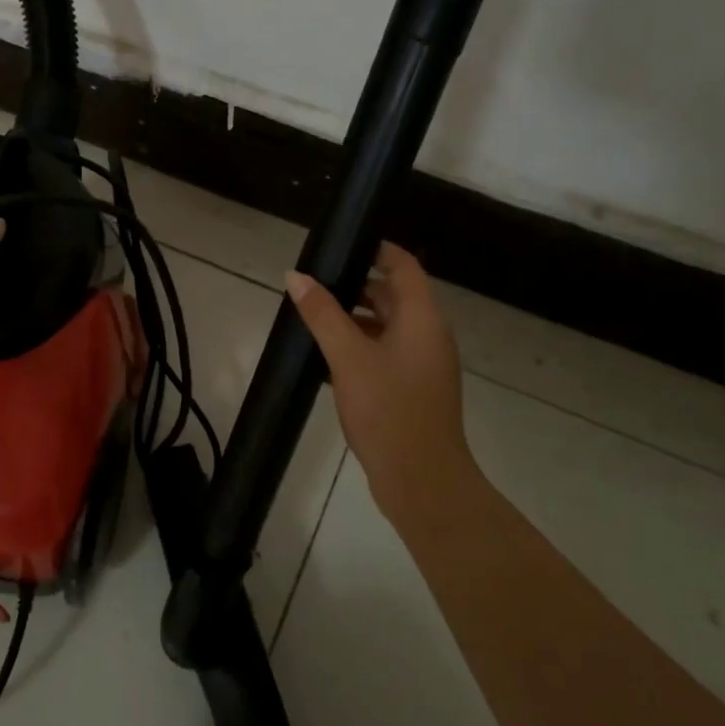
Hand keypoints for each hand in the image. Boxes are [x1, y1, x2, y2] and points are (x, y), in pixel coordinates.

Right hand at [285, 242, 470, 523]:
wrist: (421, 480)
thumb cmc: (388, 409)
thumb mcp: (348, 356)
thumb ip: (322, 314)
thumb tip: (297, 276)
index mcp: (423, 318)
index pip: (403, 265)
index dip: (375, 249)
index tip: (338, 245)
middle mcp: (428, 335)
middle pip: (392, 295)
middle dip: (354, 286)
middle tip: (312, 284)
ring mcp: (422, 364)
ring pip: (385, 326)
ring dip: (352, 319)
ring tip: (311, 319)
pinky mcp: (411, 389)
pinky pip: (384, 353)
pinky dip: (358, 347)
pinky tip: (325, 358)